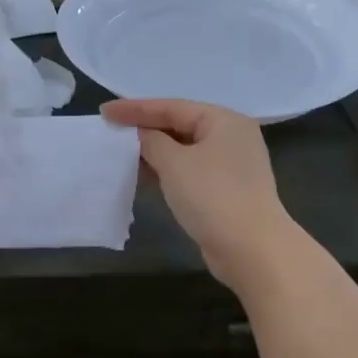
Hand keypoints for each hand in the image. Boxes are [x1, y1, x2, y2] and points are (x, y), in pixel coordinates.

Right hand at [101, 98, 298, 287]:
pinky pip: (189, 170)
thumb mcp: (174, 163)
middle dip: (145, 129)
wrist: (252, 250)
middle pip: (180, 125)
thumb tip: (141, 135)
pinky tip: (143, 176)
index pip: (172, 107)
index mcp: (224, 120)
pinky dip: (167, 171)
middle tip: (111, 130)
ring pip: (184, 150)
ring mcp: (231, 165)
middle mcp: (231, 136)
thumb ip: (151, 142)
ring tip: (121, 153)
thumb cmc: (212, 196)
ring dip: (154, 152)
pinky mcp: (226, 190)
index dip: (135, 108)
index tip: (105, 111)